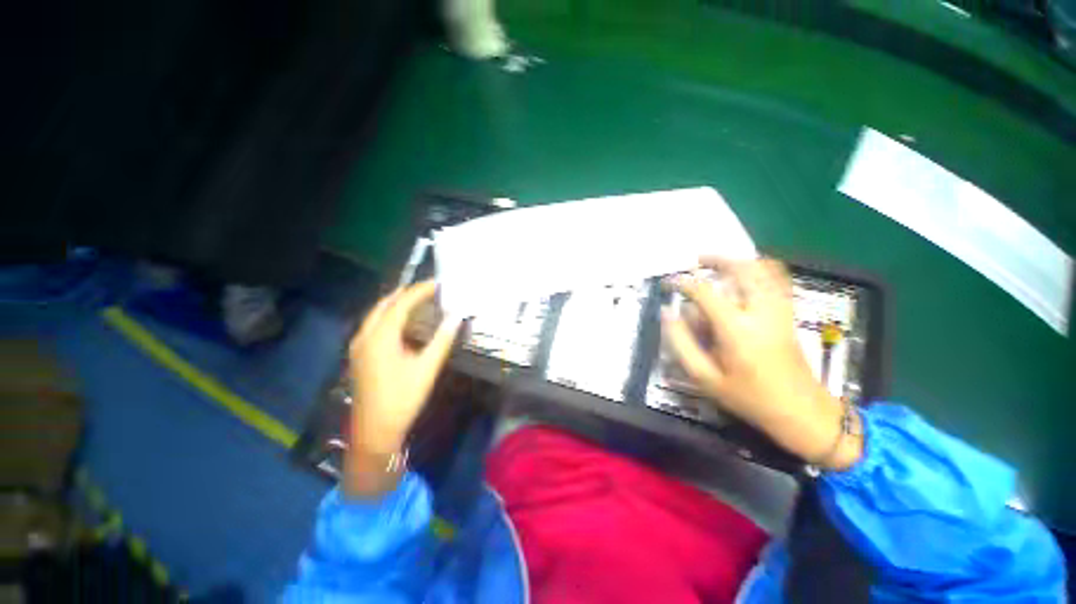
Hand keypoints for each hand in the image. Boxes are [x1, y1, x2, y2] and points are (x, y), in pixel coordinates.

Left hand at [345, 281, 461, 496]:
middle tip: (429, 289)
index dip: (420, 291)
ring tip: (418, 299)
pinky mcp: (359, 355)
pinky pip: (373, 325)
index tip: (439, 283)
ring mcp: (359, 345)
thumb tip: (457, 316)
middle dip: (407, 293)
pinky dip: (389, 315)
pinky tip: (402, 321)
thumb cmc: (403, 399)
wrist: (374, 432)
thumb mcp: (426, 368)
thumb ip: (442, 340)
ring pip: (376, 314)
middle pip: (385, 304)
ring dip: (396, 303)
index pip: (402, 304)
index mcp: (381, 337)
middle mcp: (365, 336)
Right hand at [662, 258, 861, 469]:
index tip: (668, 283)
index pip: (705, 292)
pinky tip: (748, 272)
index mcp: (736, 329)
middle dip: (717, 260)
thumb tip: (667, 313)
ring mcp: (779, 310)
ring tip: (719, 263)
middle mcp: (760, 312)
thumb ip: (681, 343)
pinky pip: (779, 279)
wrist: (801, 412)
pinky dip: (762, 268)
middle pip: (742, 269)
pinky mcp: (789, 314)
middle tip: (696, 261)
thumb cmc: (748, 397)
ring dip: (739, 261)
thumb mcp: (705, 377)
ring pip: (764, 269)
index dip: (683, 283)